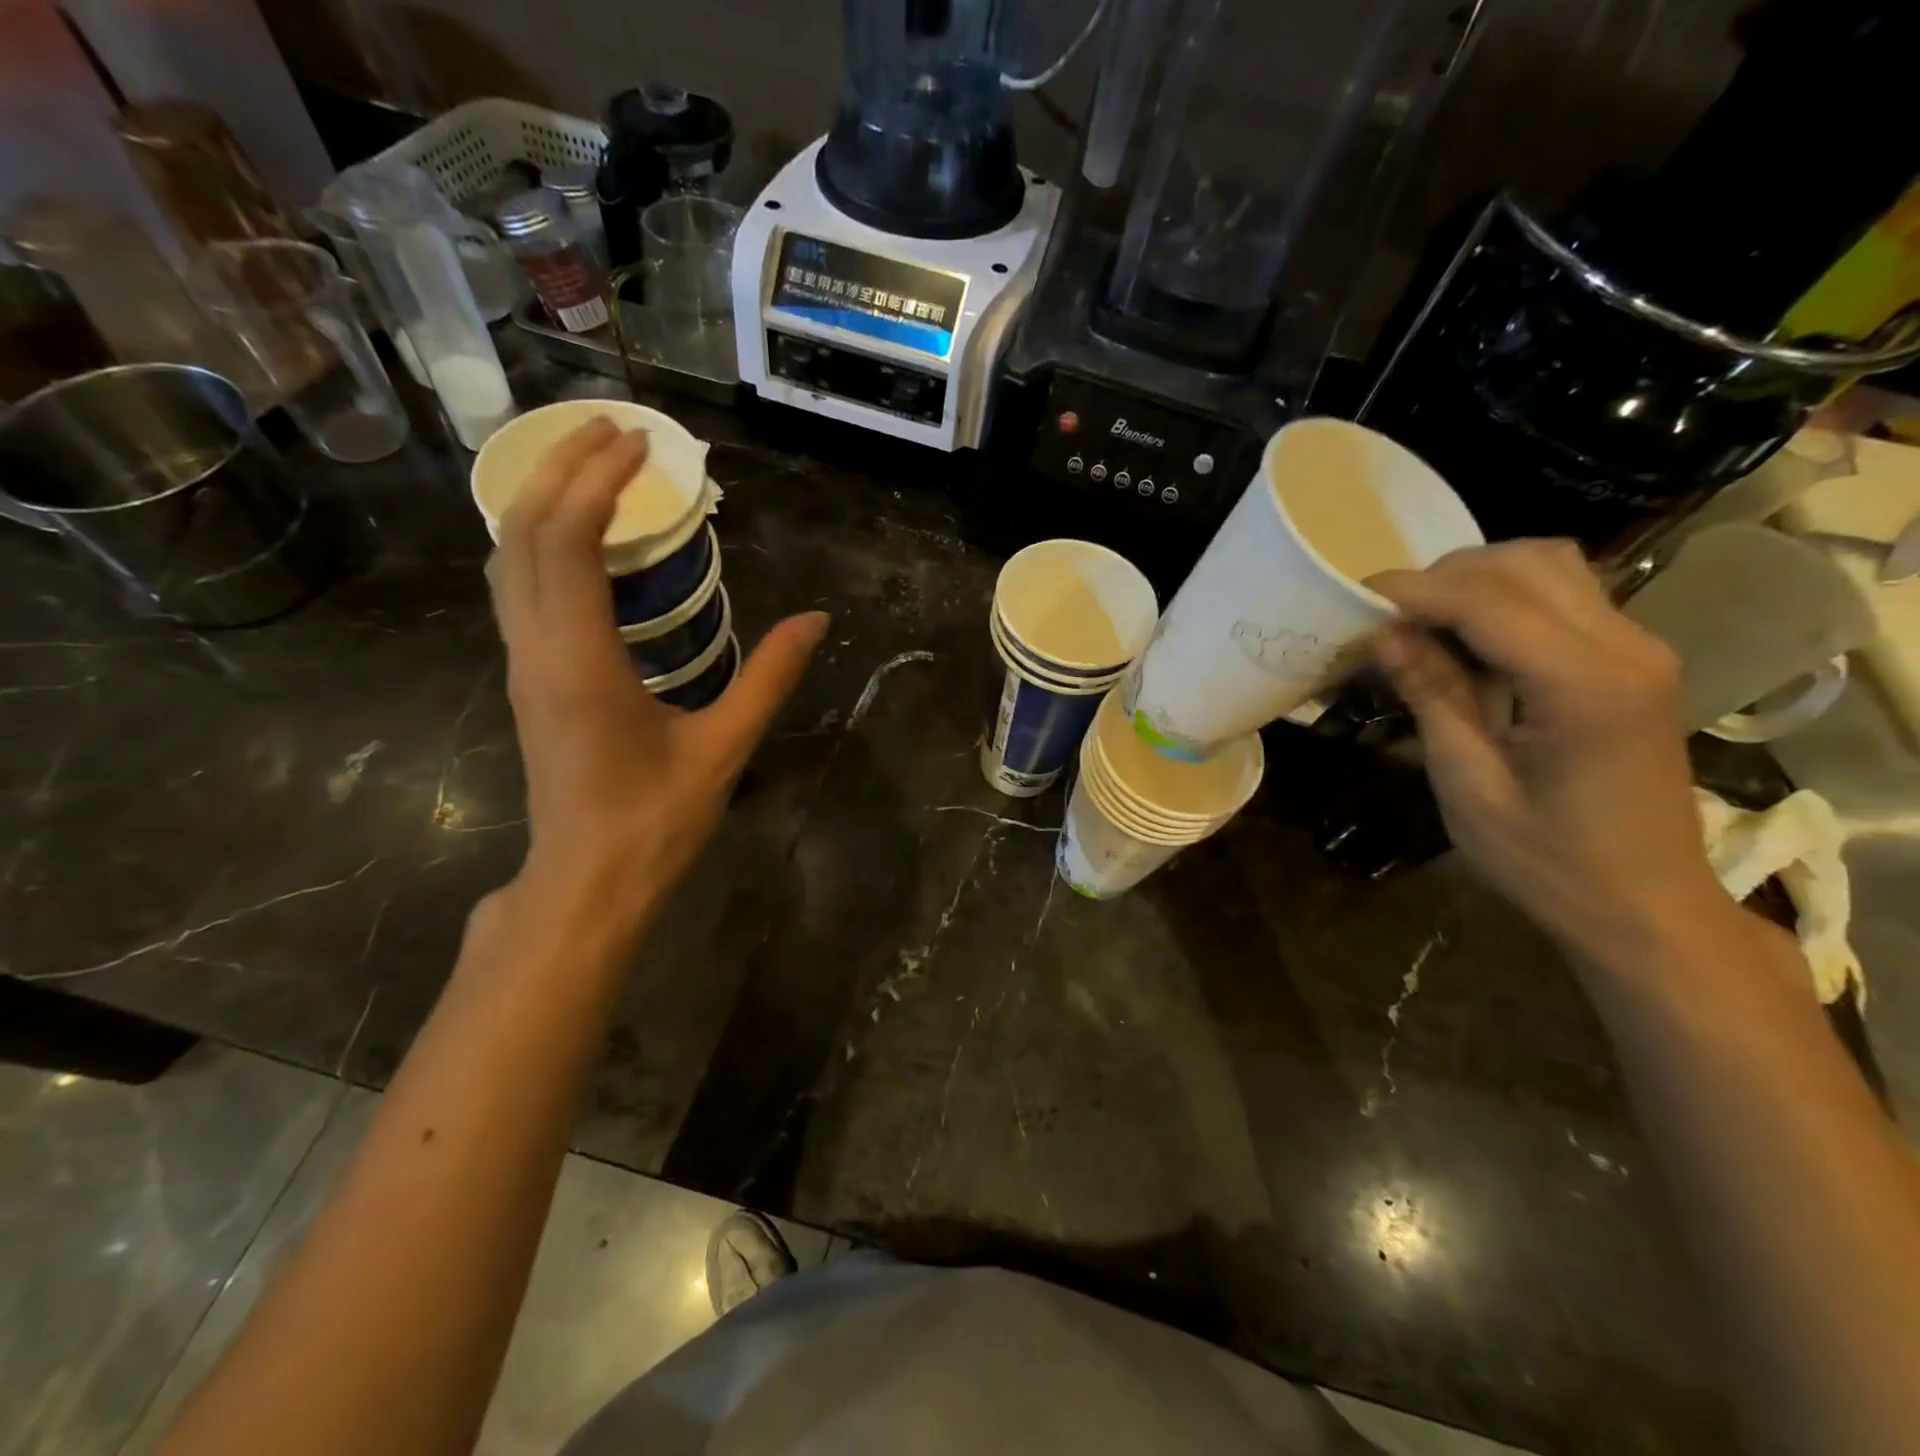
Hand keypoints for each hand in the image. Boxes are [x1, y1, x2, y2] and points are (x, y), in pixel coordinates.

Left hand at [492, 418, 827, 945]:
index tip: (639, 444)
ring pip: (508, 558)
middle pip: (523, 533)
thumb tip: (817, 619)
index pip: (568, 541)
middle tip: (613, 430)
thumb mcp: (724, 747)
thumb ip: (770, 677)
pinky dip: (538, 539)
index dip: (598, 481)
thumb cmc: (655, 819)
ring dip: (542, 499)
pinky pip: (516, 586)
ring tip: (590, 464)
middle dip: (561, 468)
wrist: (588, 879)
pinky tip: (576, 535)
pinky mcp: (527, 678)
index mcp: (579, 660)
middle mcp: (535, 649)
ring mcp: (522, 663)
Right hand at [1369, 540, 1723, 956]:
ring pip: (1553, 568)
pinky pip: (1566, 597)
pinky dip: (1505, 598)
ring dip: (1478, 579)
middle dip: (1445, 575)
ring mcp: (1639, 650)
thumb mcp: (1469, 785)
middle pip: (1528, 564)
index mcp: (1585, 687)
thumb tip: (1384, 634)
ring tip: (1422, 619)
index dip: (1415, 591)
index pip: (1490, 602)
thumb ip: (1433, 697)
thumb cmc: (1548, 861)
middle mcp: (1626, 649)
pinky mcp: (1633, 662)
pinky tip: (1465, 636)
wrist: (1645, 905)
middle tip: (1386, 614)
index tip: (1354, 596)